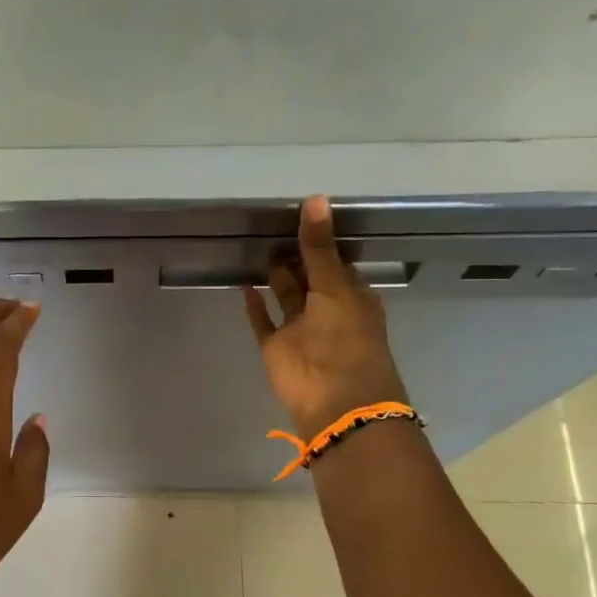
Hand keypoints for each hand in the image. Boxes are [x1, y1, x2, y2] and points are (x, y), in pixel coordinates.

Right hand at [244, 196, 408, 437]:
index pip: (335, 263)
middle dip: (296, 257)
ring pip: (286, 298)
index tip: (303, 216)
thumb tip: (315, 199)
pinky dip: (255, 306)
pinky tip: (245, 285)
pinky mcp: (277, 347)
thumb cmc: (345, 338)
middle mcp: (326, 310)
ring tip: (257, 246)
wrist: (334, 398)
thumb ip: (319, 246)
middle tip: (272, 226)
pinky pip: (264, 322)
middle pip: (309, 278)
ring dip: (276, 277)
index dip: (321, 242)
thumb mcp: (335, 286)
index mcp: (351, 296)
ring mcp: (300, 330)